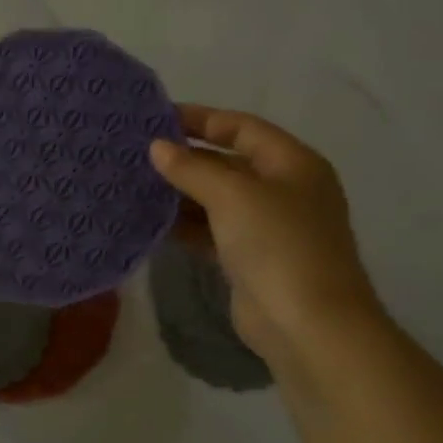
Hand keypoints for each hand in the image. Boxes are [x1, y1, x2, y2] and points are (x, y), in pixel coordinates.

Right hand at [149, 105, 381, 363]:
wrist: (307, 324)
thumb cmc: (278, 245)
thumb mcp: (233, 196)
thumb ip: (192, 168)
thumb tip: (157, 147)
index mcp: (292, 163)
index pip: (242, 127)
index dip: (201, 119)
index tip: (156, 118)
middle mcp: (283, 189)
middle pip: (228, 162)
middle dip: (185, 157)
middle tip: (136, 153)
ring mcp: (267, 227)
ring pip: (216, 199)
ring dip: (180, 193)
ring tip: (135, 185)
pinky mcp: (249, 259)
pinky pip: (211, 231)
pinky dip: (185, 225)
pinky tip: (151, 222)